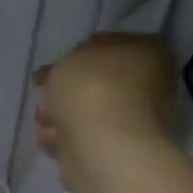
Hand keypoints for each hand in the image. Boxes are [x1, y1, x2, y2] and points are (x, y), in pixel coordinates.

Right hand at [32, 32, 178, 157]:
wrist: (102, 146)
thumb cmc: (92, 90)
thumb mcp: (71, 58)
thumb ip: (66, 61)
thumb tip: (61, 72)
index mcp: (147, 51)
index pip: (107, 44)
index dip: (76, 53)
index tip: (54, 67)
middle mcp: (145, 83)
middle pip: (91, 82)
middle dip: (63, 89)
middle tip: (46, 93)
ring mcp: (129, 119)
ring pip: (81, 111)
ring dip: (57, 115)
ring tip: (48, 121)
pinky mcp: (111, 149)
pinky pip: (78, 137)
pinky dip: (62, 138)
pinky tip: (54, 138)